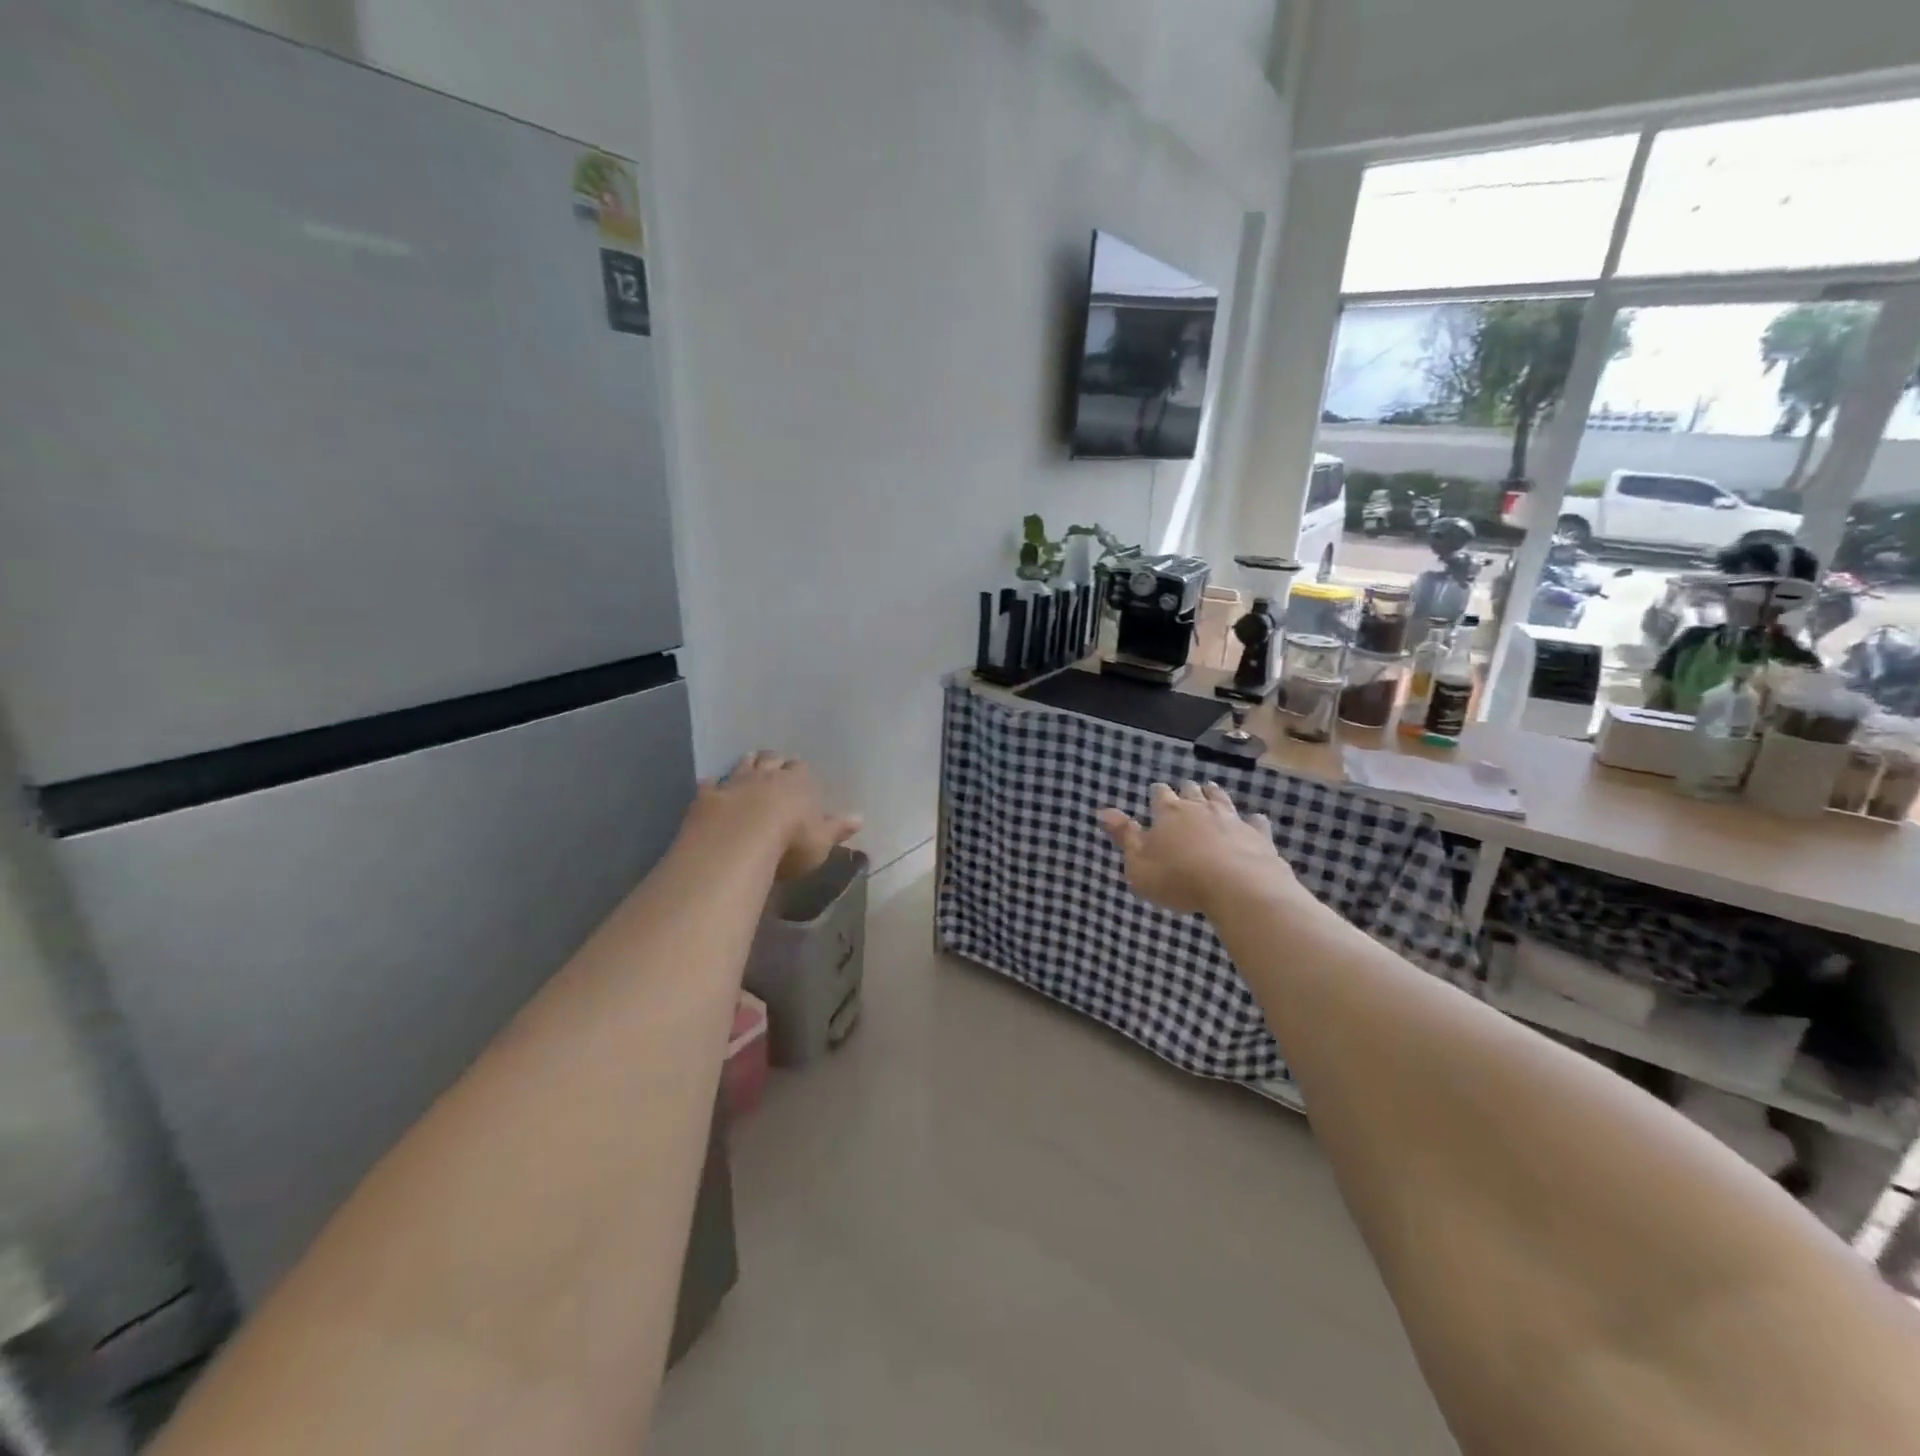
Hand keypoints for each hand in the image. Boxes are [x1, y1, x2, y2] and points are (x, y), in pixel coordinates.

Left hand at [694, 752, 862, 881]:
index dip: (799, 772)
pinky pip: (710, 785)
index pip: (801, 769)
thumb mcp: (821, 841)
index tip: (799, 775)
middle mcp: (767, 776)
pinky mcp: (709, 797)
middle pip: (771, 760)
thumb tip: (861, 818)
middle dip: (773, 761)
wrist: (740, 842)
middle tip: (774, 765)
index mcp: (798, 783)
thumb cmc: (791, 842)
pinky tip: (709, 784)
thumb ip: (838, 828)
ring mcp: (735, 783)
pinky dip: (712, 784)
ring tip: (749, 761)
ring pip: (742, 765)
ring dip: (746, 763)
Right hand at [1096, 782, 1292, 917]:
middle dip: (1186, 790)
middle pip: (1191, 791)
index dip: (1157, 793)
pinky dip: (1251, 820)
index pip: (1160, 794)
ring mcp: (1231, 818)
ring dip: (1214, 794)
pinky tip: (1253, 820)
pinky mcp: (1258, 834)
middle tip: (1185, 790)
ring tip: (1211, 790)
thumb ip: (1124, 836)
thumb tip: (1103, 810)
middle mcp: (1200, 808)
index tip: (1155, 793)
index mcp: (1168, 813)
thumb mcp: (1139, 864)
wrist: (1239, 887)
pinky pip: (1255, 821)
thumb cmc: (1179, 878)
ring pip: (1221, 799)